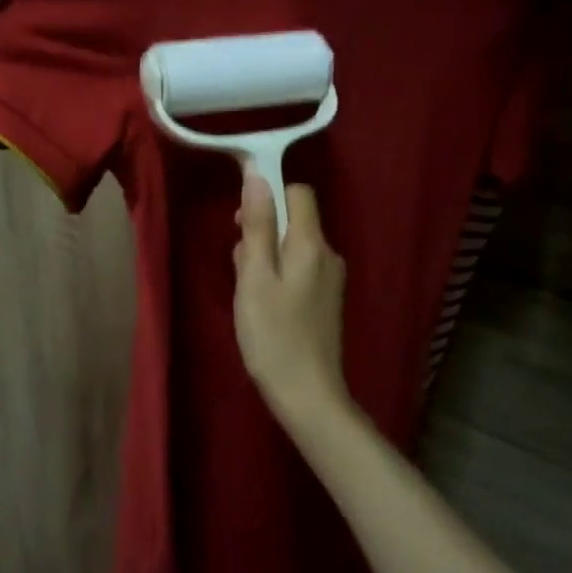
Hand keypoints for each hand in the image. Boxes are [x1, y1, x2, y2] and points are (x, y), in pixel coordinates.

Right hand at [233, 174, 348, 428]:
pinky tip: (264, 305)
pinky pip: (299, 268)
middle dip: (262, 231)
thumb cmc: (273, 336)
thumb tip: (258, 176)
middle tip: (241, 268)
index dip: (269, 194)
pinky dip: (278, 275)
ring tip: (249, 292)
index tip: (241, 218)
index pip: (297, 192)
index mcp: (312, 244)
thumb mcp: (255, 277)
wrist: (308, 396)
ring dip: (266, 256)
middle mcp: (328, 254)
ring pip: (292, 246)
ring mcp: (330, 278)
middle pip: (293, 220)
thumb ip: (258, 225)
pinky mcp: (326, 299)